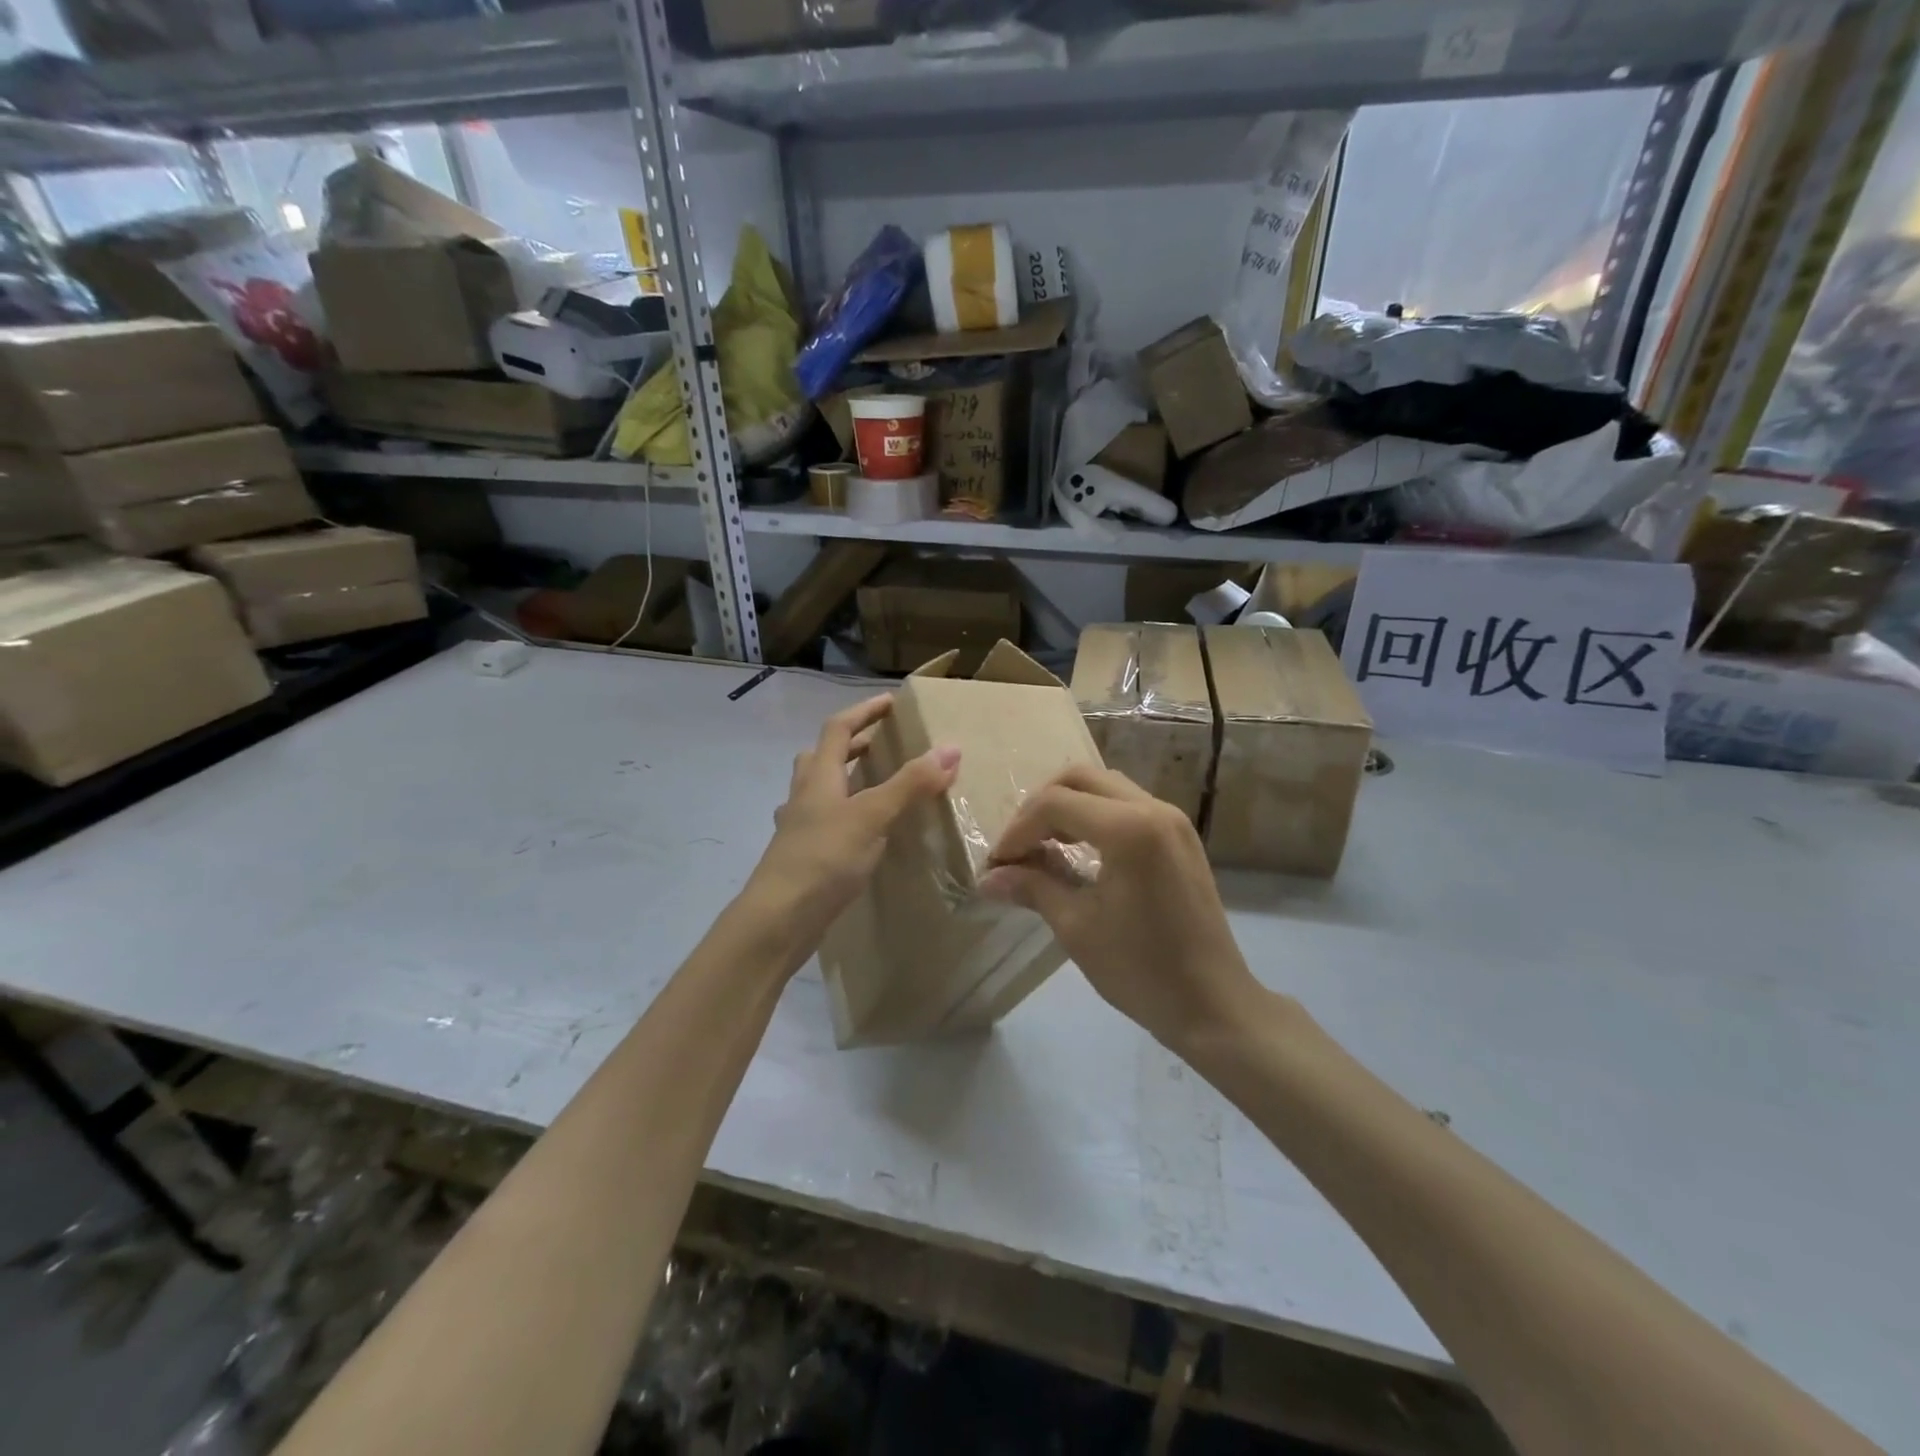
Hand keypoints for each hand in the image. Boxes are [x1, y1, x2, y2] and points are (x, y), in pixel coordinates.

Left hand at [742, 694, 959, 969]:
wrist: (778, 919)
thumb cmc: (823, 859)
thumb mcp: (871, 816)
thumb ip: (909, 784)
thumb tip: (950, 749)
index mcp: (817, 776)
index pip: (838, 728)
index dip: (864, 711)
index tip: (891, 703)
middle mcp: (803, 795)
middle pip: (823, 756)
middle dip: (853, 744)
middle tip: (883, 743)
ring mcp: (799, 827)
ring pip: (821, 789)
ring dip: (845, 778)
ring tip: (875, 784)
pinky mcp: (803, 855)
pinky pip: (826, 820)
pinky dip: (846, 813)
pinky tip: (863, 833)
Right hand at [980, 765, 1266, 1050]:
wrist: (1213, 1004)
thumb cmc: (1141, 970)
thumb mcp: (1076, 927)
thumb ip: (1032, 887)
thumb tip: (988, 877)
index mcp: (1129, 829)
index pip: (1055, 804)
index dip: (1018, 830)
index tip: (998, 864)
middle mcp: (1154, 809)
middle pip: (1080, 778)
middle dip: (1040, 806)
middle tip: (1019, 847)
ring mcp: (1172, 819)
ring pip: (1105, 786)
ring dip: (1068, 806)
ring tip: (1043, 847)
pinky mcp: (1180, 835)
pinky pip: (1127, 804)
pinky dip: (1095, 815)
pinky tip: (1079, 851)